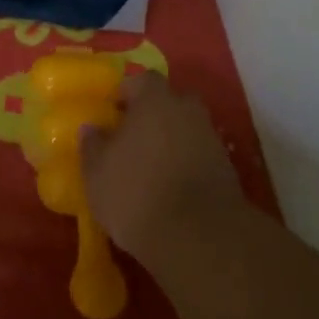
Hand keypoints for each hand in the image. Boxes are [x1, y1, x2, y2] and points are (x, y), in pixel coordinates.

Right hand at [81, 71, 245, 270]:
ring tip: (150, 167)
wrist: (199, 237)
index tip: (113, 113)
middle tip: (134, 137)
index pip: (142, 81)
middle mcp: (187, 111)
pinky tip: (171, 187)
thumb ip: (92, 145)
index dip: (127, 93)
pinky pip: (200, 155)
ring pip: (187, 129)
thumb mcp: (97, 173)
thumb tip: (91, 129)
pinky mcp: (227, 170)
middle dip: (155, 114)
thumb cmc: (136, 193)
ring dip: (172, 141)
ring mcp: (211, 140)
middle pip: (171, 102)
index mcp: (154, 100)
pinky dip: (187, 164)